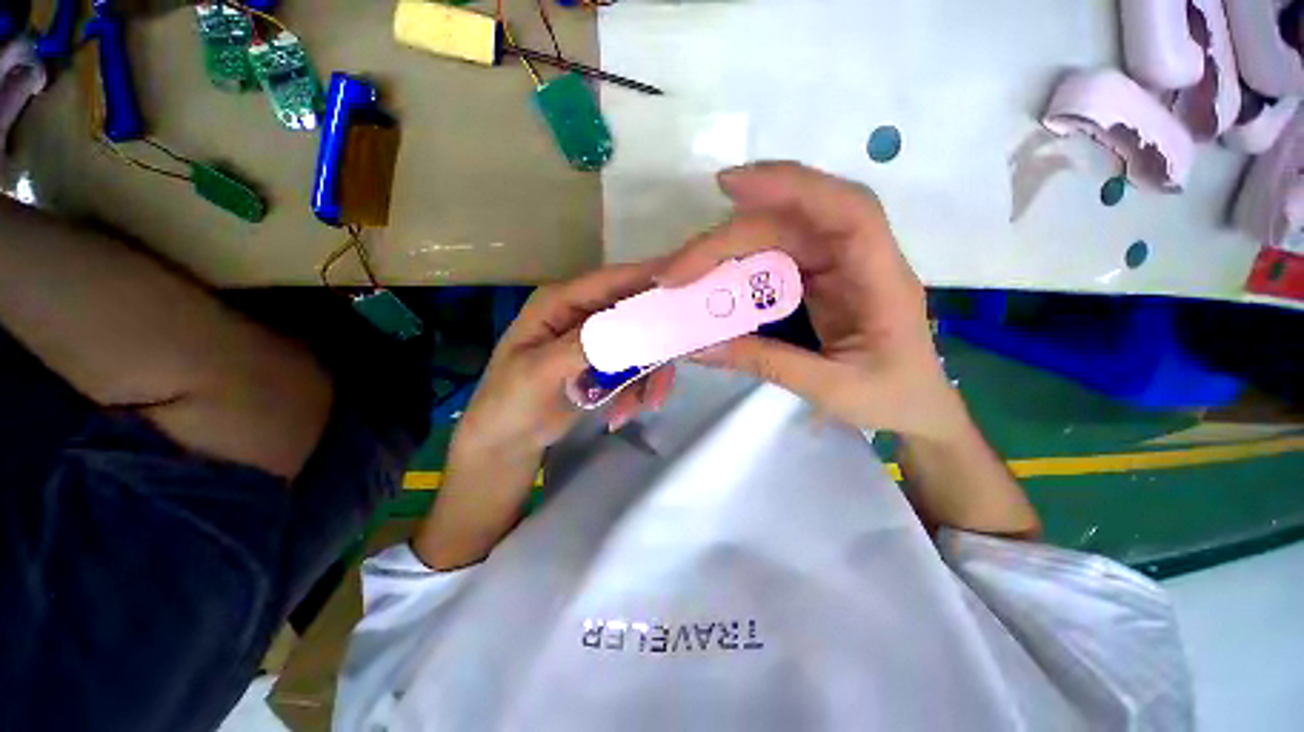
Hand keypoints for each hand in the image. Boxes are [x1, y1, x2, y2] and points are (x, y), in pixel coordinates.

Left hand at [419, 264, 676, 569]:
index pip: (610, 282)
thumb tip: (629, 323)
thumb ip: (582, 345)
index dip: (648, 279)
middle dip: (654, 341)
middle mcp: (582, 315)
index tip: (686, 287)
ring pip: (641, 343)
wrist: (506, 445)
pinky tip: (626, 412)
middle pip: (633, 312)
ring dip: (648, 374)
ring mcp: (596, 341)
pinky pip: (636, 368)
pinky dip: (639, 389)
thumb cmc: (510, 403)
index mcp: (559, 303)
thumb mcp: (539, 372)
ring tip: (644, 405)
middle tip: (667, 370)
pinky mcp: (605, 365)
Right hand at [658, 162, 963, 440]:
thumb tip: (697, 346)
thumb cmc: (891, 399)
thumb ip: (765, 362)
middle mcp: (857, 260)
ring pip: (776, 239)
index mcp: (881, 279)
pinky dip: (737, 264)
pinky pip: (772, 260)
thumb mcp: (829, 388)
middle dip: (727, 240)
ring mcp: (834, 267)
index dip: (792, 186)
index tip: (729, 186)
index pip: (846, 210)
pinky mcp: (816, 280)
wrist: (916, 408)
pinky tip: (709, 275)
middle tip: (675, 270)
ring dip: (725, 249)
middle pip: (790, 225)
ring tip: (682, 270)